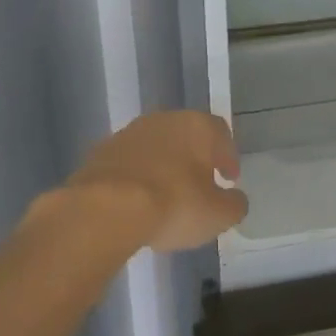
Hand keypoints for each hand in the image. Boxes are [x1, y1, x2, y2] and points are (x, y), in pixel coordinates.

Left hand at [69, 111, 248, 252]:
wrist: (106, 208)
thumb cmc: (174, 204)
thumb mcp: (218, 214)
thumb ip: (234, 204)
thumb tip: (235, 199)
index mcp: (197, 126)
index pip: (221, 133)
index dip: (228, 156)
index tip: (229, 178)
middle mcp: (163, 120)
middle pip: (186, 136)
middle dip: (194, 158)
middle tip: (200, 184)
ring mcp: (128, 133)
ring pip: (155, 147)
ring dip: (163, 166)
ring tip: (166, 196)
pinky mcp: (100, 152)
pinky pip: (129, 163)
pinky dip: (137, 177)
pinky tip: (136, 201)